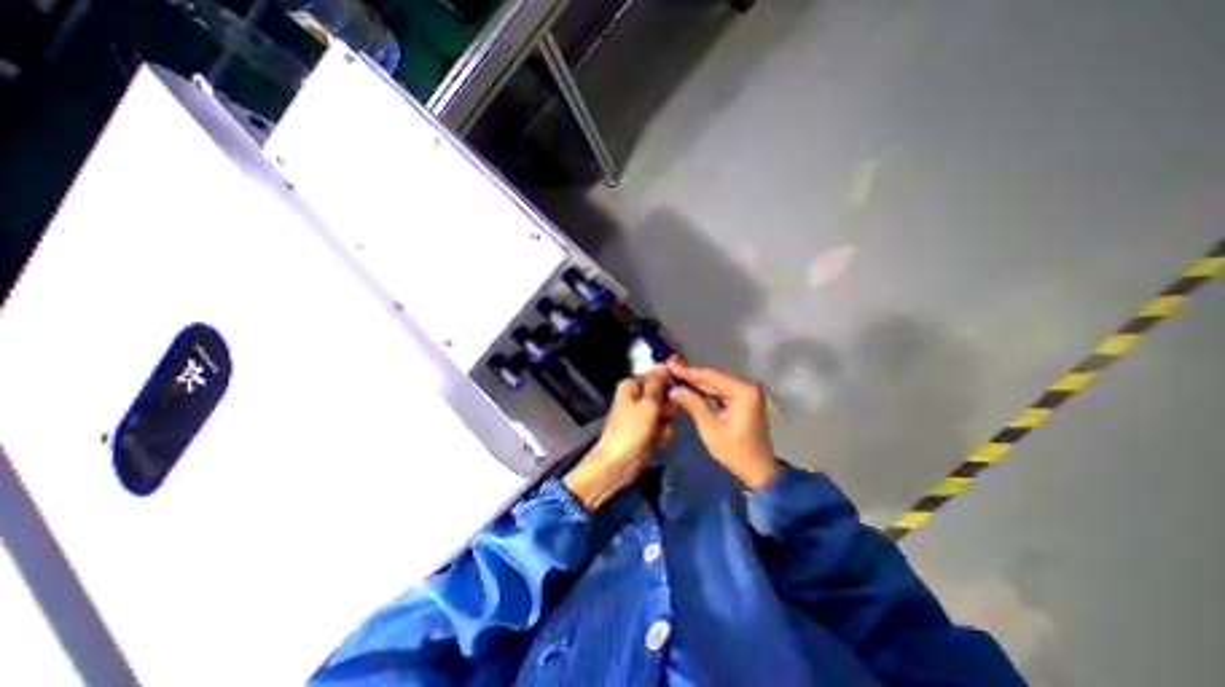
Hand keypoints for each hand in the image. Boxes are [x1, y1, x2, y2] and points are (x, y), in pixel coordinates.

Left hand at [568, 365, 678, 509]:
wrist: (617, 464)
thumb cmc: (631, 431)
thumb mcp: (647, 405)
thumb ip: (657, 384)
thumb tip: (664, 363)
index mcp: (631, 386)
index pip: (657, 375)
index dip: (669, 382)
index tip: (680, 391)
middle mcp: (636, 397)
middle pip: (663, 395)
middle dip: (668, 408)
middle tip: (664, 417)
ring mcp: (641, 414)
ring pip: (665, 412)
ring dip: (666, 424)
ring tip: (658, 434)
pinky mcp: (645, 429)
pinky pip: (662, 426)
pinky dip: (662, 434)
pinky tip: (657, 442)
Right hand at [668, 361, 773, 488]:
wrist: (759, 470)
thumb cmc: (735, 452)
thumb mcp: (710, 429)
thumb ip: (693, 405)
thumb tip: (674, 389)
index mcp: (743, 392)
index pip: (711, 376)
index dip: (688, 371)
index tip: (669, 364)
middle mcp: (748, 386)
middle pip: (714, 377)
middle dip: (691, 373)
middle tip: (670, 366)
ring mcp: (747, 392)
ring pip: (716, 382)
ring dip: (696, 380)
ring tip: (676, 372)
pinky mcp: (744, 398)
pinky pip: (721, 389)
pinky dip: (705, 389)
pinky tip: (690, 385)